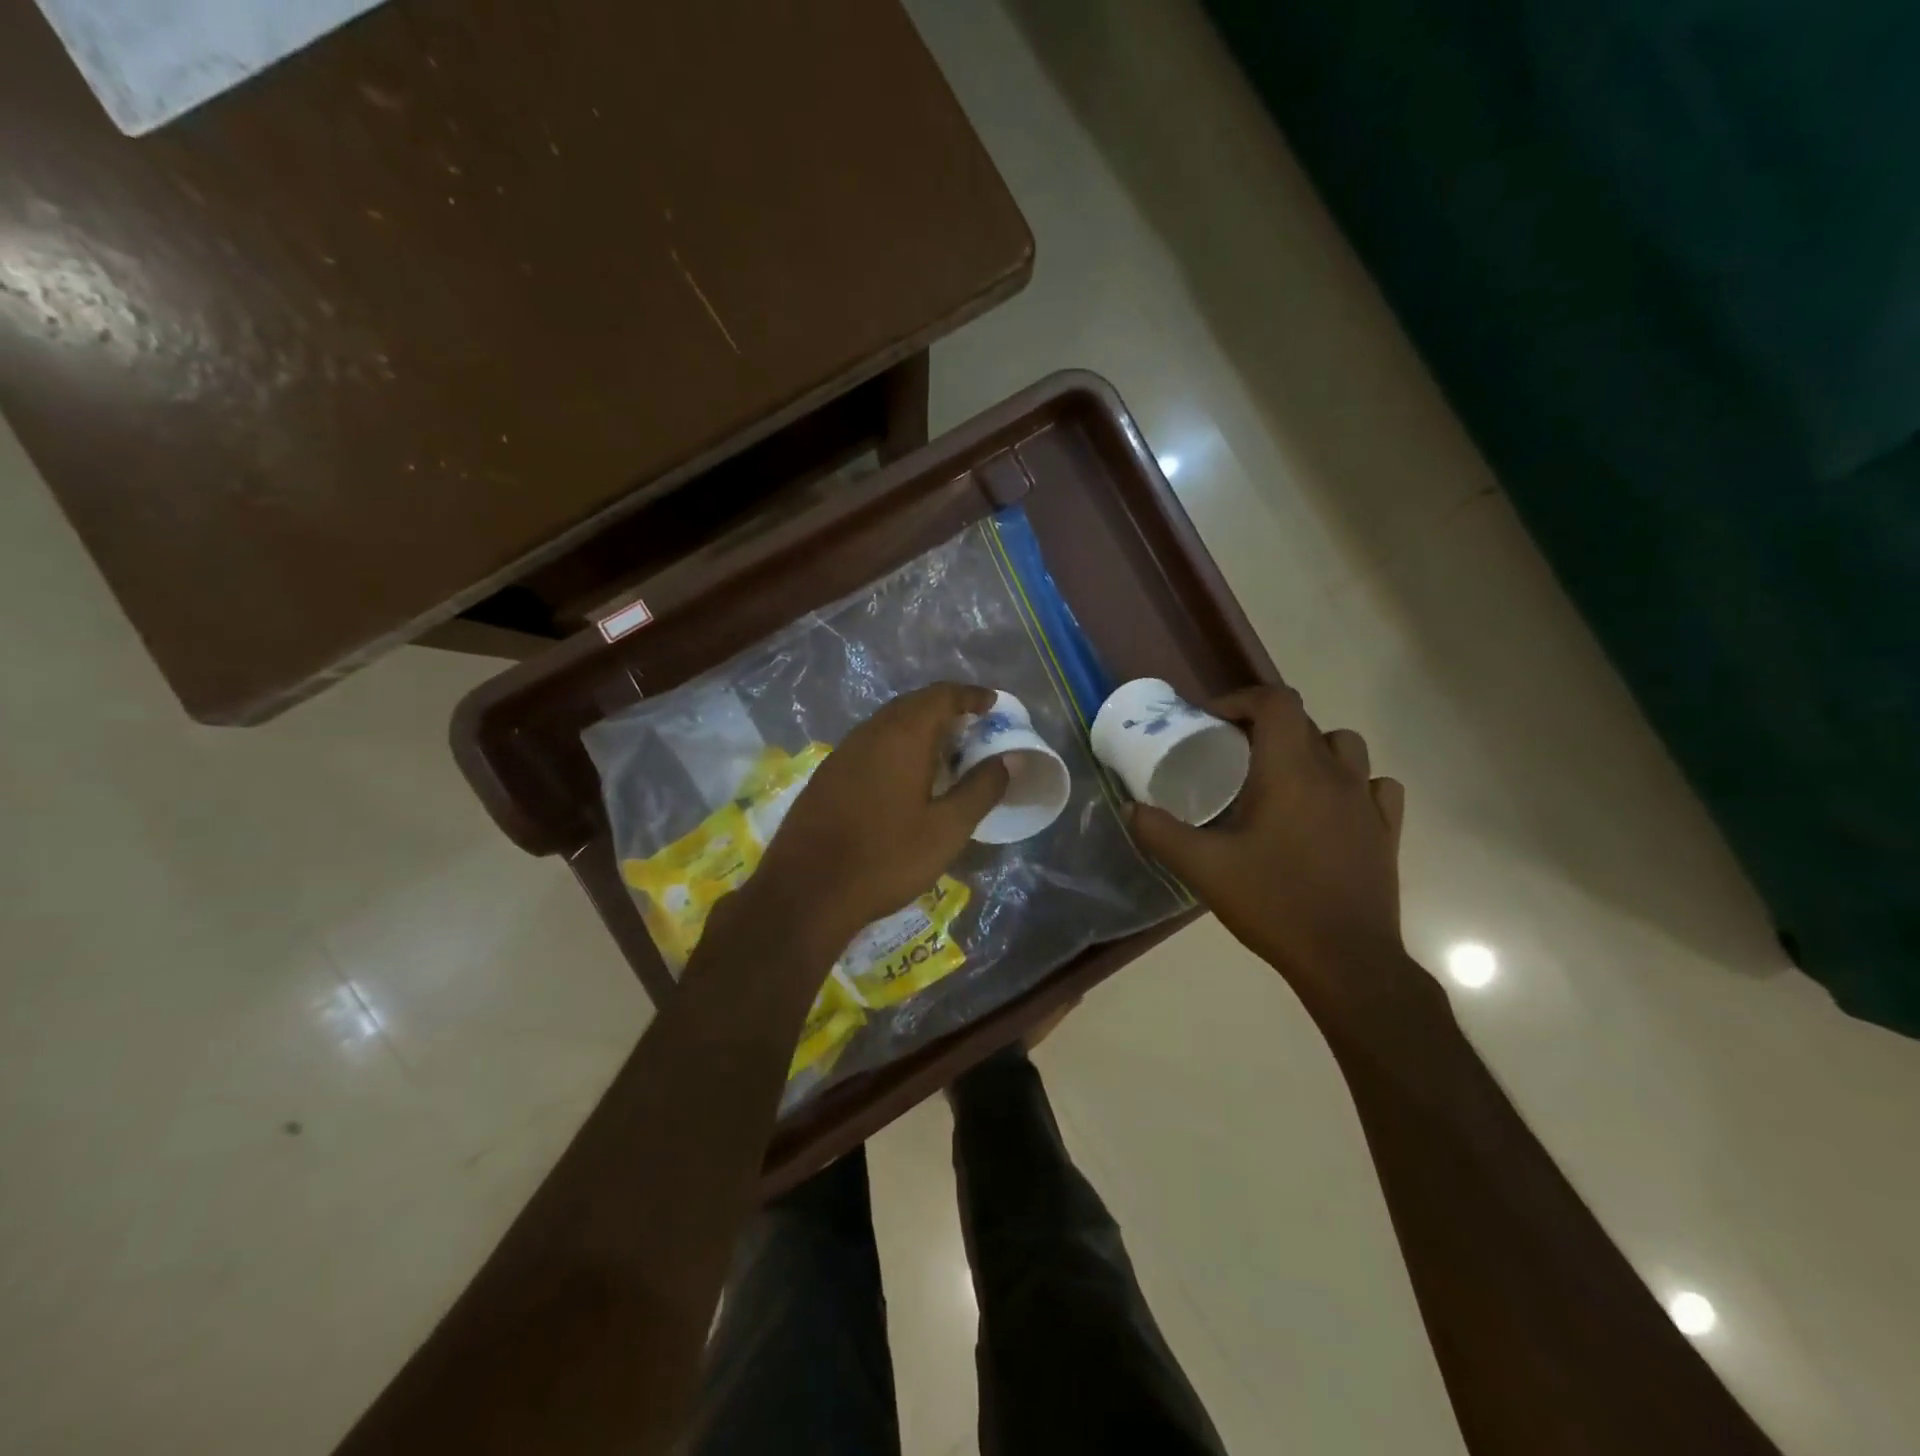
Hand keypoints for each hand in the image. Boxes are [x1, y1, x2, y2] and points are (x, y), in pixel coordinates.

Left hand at [749, 683, 1008, 953]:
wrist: (805, 892)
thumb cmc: (886, 858)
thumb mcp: (946, 829)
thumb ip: (981, 789)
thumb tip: (1009, 759)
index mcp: (902, 736)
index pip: (941, 695)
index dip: (970, 695)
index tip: (992, 704)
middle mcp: (870, 732)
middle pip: (912, 704)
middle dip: (945, 709)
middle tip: (972, 729)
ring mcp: (843, 753)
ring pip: (888, 724)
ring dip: (919, 728)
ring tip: (943, 753)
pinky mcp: (827, 775)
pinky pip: (870, 744)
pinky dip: (896, 746)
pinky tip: (904, 778)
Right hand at [1128, 684, 1422, 1020]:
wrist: (1346, 959)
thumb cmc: (1274, 903)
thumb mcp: (1202, 868)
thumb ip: (1159, 832)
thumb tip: (1130, 807)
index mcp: (1290, 770)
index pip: (1275, 701)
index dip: (1240, 700)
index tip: (1210, 722)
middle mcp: (1334, 773)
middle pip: (1303, 721)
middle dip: (1263, 726)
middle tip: (1231, 755)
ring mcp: (1366, 801)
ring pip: (1345, 746)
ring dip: (1311, 748)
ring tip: (1282, 776)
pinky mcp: (1386, 830)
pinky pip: (1375, 785)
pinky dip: (1352, 782)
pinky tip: (1331, 807)